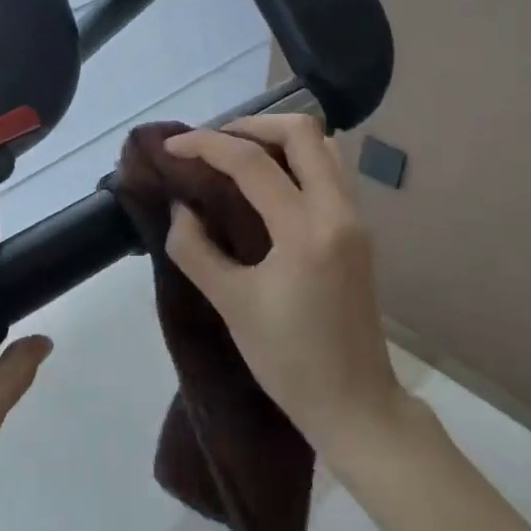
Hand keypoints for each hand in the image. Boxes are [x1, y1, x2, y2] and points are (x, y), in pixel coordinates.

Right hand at [162, 115, 405, 451]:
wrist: (355, 404)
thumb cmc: (288, 360)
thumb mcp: (231, 304)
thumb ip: (195, 248)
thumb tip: (182, 207)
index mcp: (306, 231)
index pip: (252, 163)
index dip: (206, 146)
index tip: (171, 148)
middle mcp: (339, 212)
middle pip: (302, 132)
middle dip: (251, 126)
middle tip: (213, 144)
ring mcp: (356, 219)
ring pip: (324, 147)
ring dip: (279, 140)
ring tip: (238, 157)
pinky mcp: (359, 232)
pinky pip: (331, 172)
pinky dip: (297, 160)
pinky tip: (267, 184)